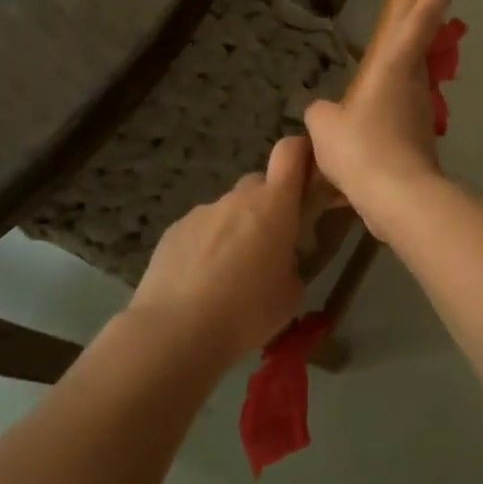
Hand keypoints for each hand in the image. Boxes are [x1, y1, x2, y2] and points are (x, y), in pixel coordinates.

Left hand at [128, 135, 310, 363]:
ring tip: (228, 278)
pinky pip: (201, 230)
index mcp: (274, 205)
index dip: (302, 153)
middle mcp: (238, 198)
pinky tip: (200, 284)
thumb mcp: (291, 295)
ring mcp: (202, 211)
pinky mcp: (174, 230)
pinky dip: (206, 247)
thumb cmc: (247, 312)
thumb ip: (293, 265)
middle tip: (268, 247)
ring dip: (235, 231)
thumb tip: (282, 262)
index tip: (308, 173)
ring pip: (228, 211)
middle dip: (268, 207)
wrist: (175, 331)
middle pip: (259, 185)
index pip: (291, 152)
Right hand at [304, 0, 450, 239]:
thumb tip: (325, 114)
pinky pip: (400, 125)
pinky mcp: (420, 146)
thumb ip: (322, 114)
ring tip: (371, 96)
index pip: (413, 26)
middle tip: (408, 28)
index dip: (428, 1)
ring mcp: (420, 117)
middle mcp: (413, 87)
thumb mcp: (324, 126)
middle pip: (416, 56)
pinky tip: (366, 144)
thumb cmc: (361, 147)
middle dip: (416, 41)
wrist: (398, 198)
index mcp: (393, 69)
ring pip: (408, 93)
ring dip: (396, 89)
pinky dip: (387, 126)